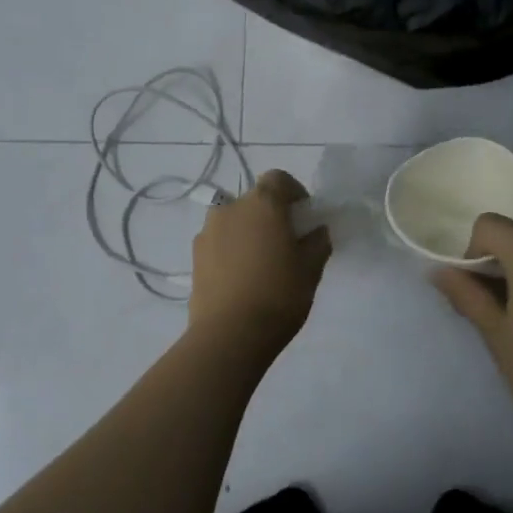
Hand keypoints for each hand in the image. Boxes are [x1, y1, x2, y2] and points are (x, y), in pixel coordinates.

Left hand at [187, 170, 332, 354]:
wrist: (230, 334)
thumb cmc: (279, 295)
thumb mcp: (311, 269)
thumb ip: (317, 242)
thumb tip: (316, 231)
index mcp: (262, 203)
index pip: (278, 178)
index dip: (294, 192)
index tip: (304, 216)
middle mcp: (230, 209)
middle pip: (254, 200)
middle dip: (270, 215)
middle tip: (285, 244)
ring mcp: (207, 232)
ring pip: (233, 222)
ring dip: (247, 233)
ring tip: (260, 264)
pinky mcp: (194, 257)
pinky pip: (218, 244)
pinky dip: (231, 251)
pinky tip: (241, 280)